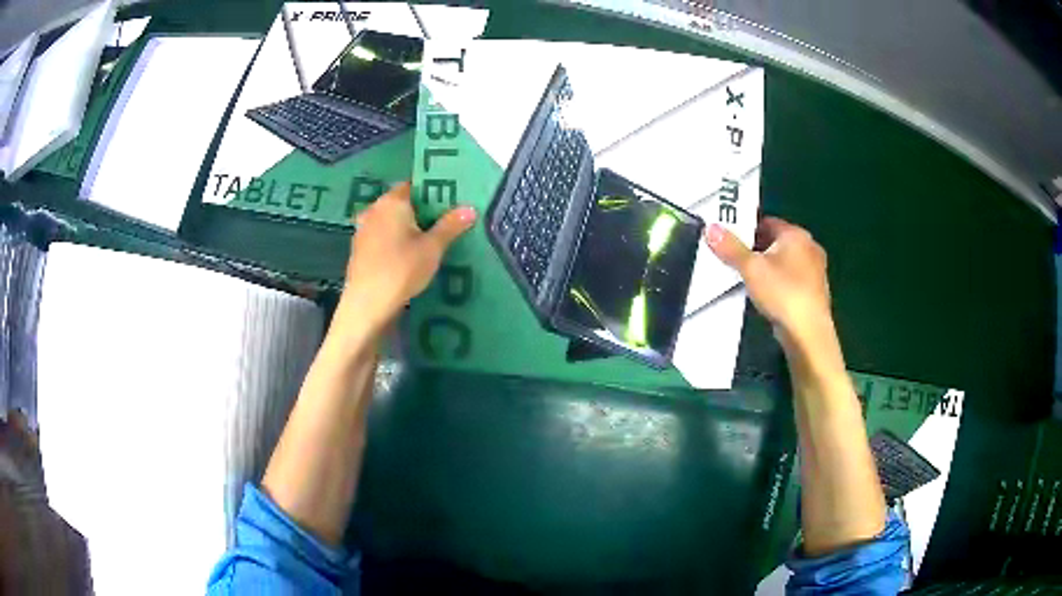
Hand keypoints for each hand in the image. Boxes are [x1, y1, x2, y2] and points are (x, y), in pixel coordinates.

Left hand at [336, 182, 475, 339]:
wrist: (366, 305)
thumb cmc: (401, 270)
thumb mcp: (432, 248)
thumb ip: (450, 226)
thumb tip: (470, 208)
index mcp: (392, 201)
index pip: (414, 185)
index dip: (432, 192)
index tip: (450, 201)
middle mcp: (374, 210)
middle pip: (402, 204)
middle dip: (421, 211)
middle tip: (444, 221)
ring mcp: (363, 230)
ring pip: (390, 222)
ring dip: (406, 228)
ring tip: (428, 240)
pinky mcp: (359, 250)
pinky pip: (382, 238)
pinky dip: (394, 242)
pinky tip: (407, 256)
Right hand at [704, 217, 831, 343]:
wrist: (807, 333)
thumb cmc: (782, 293)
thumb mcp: (751, 268)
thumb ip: (731, 248)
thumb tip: (711, 228)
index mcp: (796, 234)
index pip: (767, 222)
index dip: (746, 228)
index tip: (729, 239)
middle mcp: (810, 247)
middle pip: (776, 242)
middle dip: (756, 249)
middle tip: (734, 259)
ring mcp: (816, 271)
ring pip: (785, 262)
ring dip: (768, 268)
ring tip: (746, 279)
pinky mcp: (815, 293)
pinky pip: (792, 280)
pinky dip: (778, 284)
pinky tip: (765, 297)